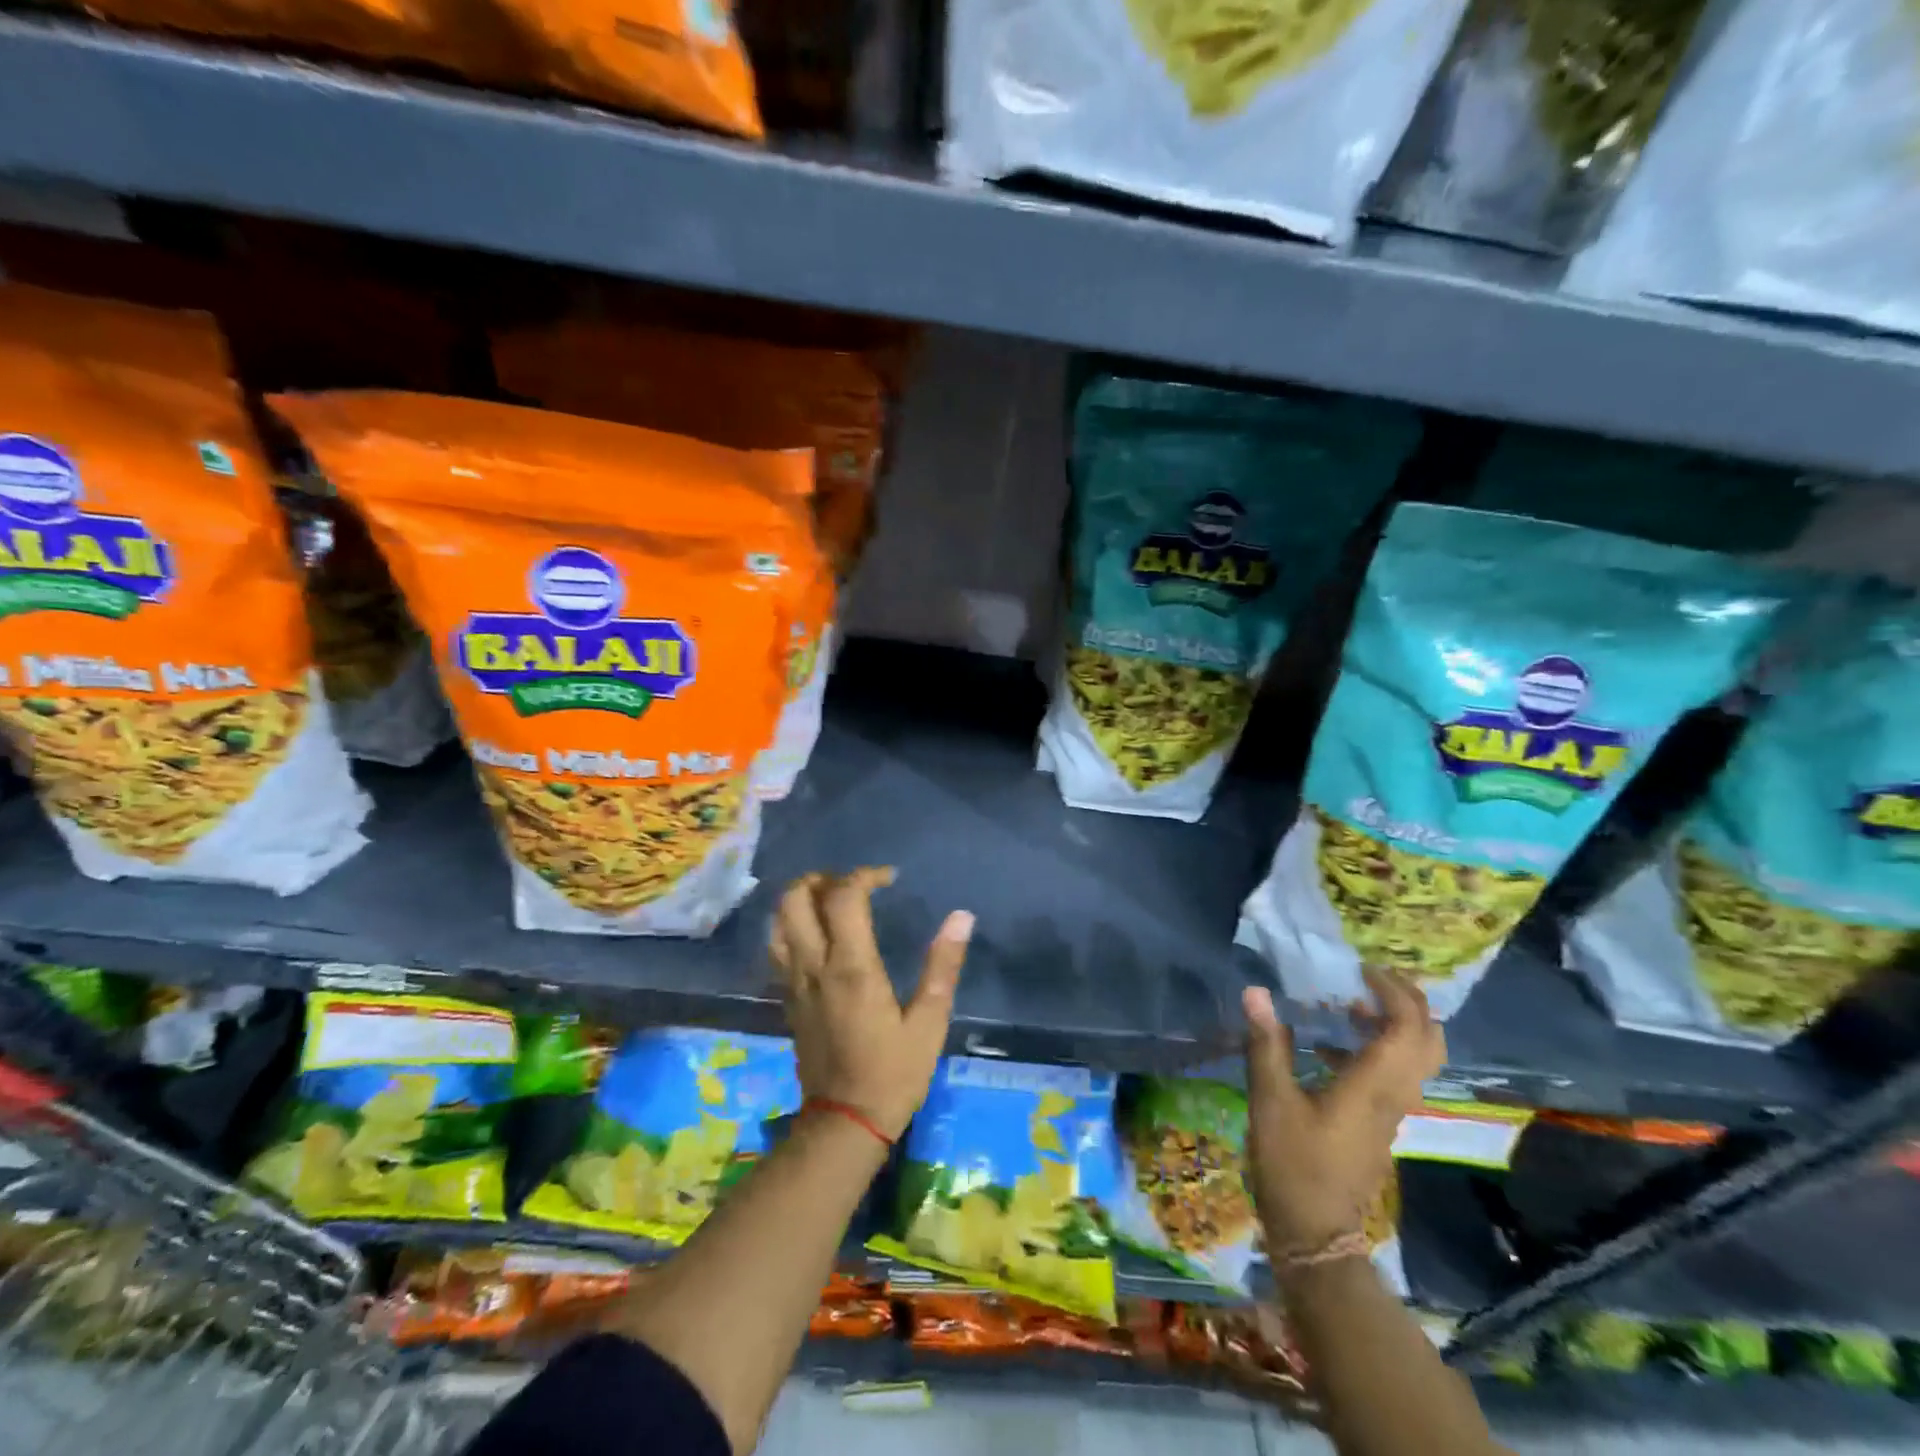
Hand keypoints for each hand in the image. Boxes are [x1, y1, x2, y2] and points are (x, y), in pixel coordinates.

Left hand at [769, 868, 973, 1139]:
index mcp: (852, 967)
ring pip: (778, 921)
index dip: (864, 875)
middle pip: (796, 899)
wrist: (844, 1123)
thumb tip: (961, 917)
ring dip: (801, 899)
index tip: (889, 879)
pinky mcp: (787, 999)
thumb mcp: (929, 1022)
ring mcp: (794, 983)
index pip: (843, 897)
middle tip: (852, 885)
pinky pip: (777, 948)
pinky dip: (791, 926)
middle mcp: (815, 966)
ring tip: (831, 902)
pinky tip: (816, 935)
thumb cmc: (893, 1073)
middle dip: (822, 879)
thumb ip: (942, 965)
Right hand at [1242, 969, 1443, 1258]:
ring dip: (1395, 1023)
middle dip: (1409, 1002)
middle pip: (1429, 1041)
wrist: (1317, 1231)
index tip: (1360, 969)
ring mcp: (1391, 1111)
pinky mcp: (1380, 1122)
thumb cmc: (1293, 1163)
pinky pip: (1397, 1072)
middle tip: (1371, 978)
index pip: (1406, 1027)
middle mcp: (1394, 1094)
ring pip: (1418, 1058)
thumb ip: (1266, 1044)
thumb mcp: (1270, 1100)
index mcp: (1373, 1085)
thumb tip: (1255, 992)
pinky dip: (1379, 1046)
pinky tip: (1333, 1045)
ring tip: (1350, 1004)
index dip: (1392, 992)